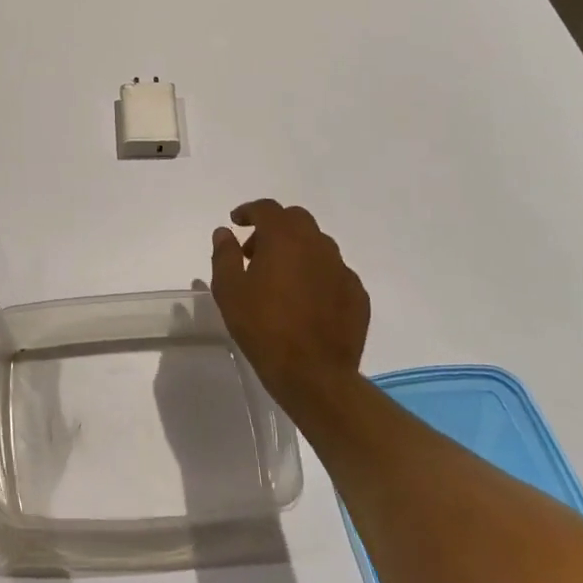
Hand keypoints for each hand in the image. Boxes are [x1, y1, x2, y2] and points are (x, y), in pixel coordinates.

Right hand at [210, 199, 368, 416]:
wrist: (313, 373)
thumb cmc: (263, 326)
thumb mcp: (229, 289)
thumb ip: (225, 254)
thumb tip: (225, 232)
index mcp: (285, 239)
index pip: (267, 209)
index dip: (249, 211)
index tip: (236, 222)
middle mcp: (318, 246)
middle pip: (296, 220)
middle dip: (274, 227)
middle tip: (254, 251)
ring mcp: (342, 270)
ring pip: (318, 245)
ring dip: (296, 249)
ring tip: (279, 277)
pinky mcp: (357, 295)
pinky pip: (333, 272)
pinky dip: (315, 274)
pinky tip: (304, 299)